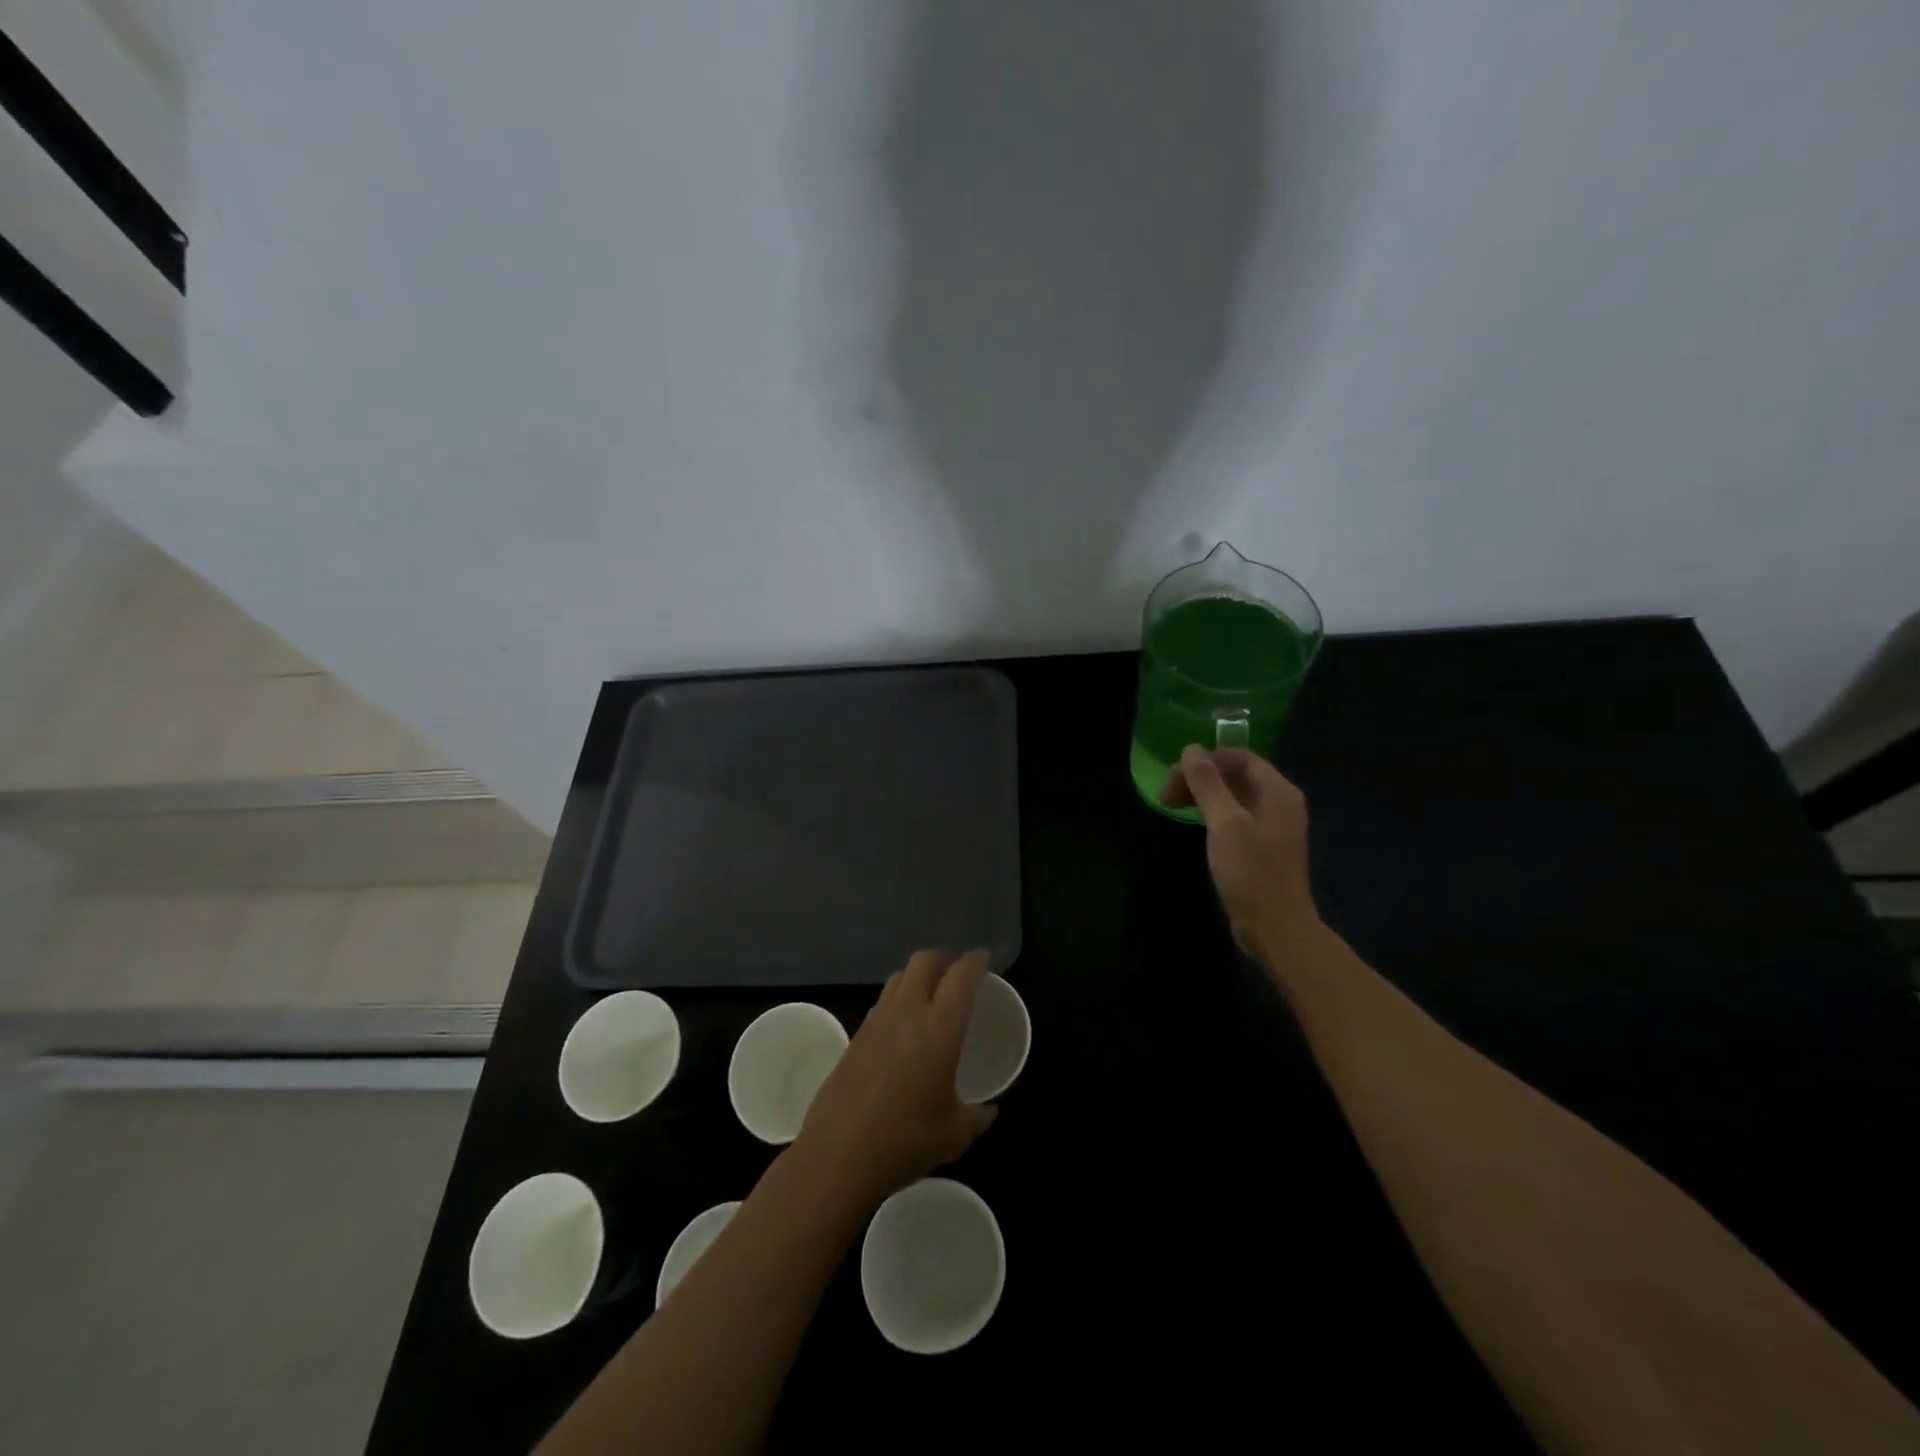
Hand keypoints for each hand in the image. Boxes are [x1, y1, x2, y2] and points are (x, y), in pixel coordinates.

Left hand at [794, 949, 997, 1207]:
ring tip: (929, 998)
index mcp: (940, 1028)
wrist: (838, 1156)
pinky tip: (902, 1030)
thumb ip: (976, 1117)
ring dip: (917, 977)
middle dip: (944, 960)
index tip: (985, 959)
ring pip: (898, 977)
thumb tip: (989, 1110)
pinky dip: (897, 1001)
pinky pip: (881, 1002)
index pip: (961, 976)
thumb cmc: (905, 1141)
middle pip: (924, 961)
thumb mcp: (953, 1135)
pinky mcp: (854, 1036)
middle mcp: (907, 1012)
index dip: (975, 961)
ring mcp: (876, 1021)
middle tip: (957, 976)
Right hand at [1160, 745, 1318, 957]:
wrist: (1276, 928)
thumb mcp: (1225, 823)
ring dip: (1201, 795)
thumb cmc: (1252, 872)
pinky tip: (1193, 822)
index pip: (1239, 757)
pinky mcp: (1262, 848)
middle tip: (1165, 793)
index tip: (1173, 776)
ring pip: (1232, 797)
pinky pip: (1234, 817)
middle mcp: (1279, 803)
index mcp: (1278, 792)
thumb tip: (1191, 749)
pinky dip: (1211, 813)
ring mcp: (1272, 827)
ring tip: (1171, 805)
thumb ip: (1208, 784)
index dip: (1205, 760)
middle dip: (1199, 778)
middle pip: (1235, 775)